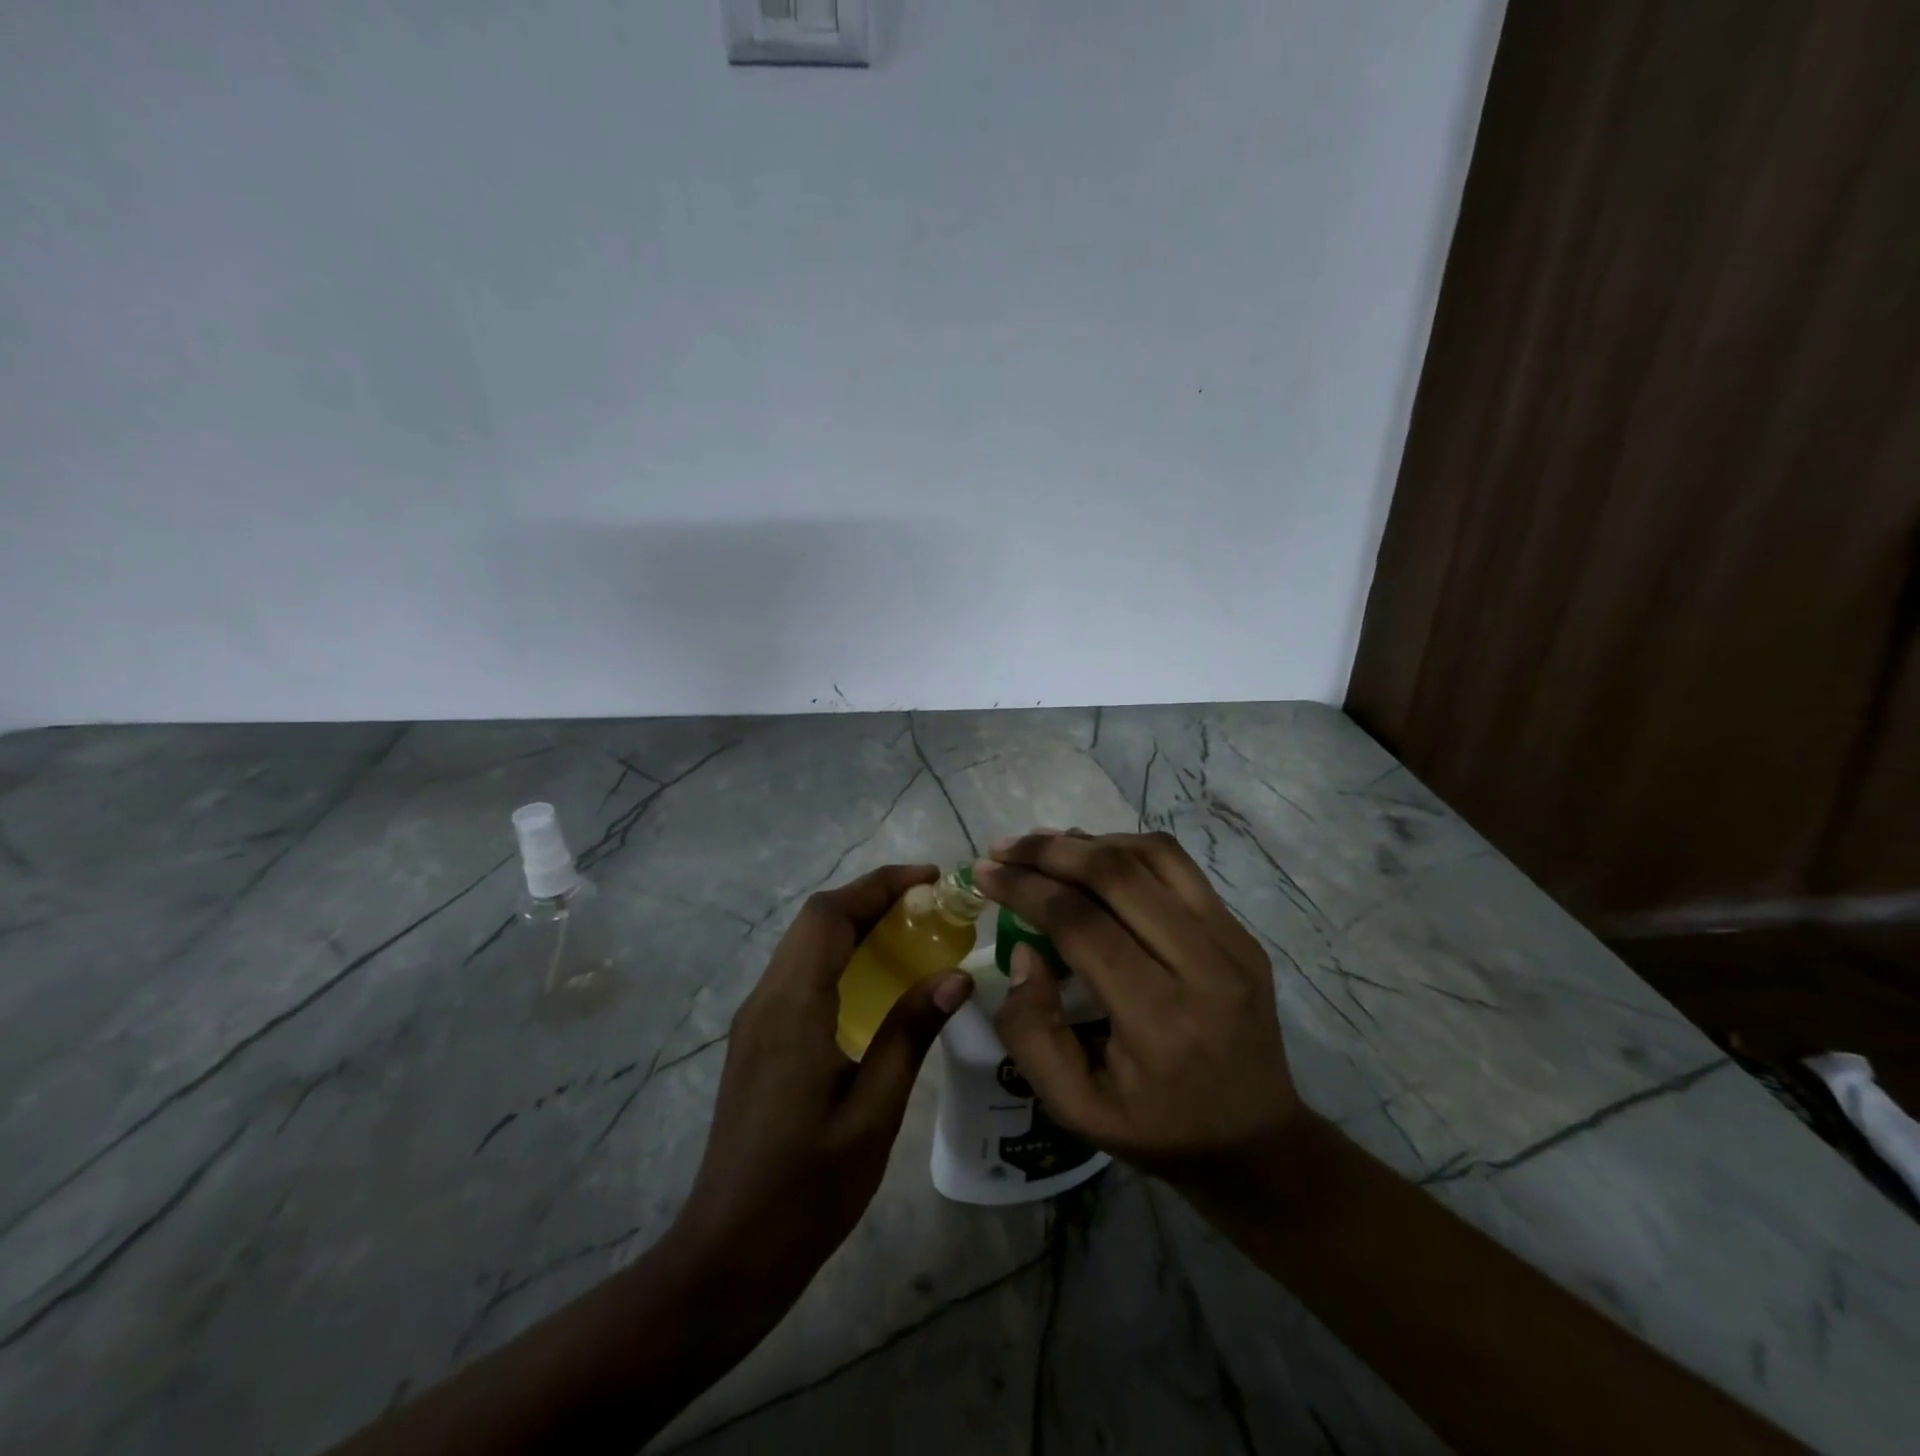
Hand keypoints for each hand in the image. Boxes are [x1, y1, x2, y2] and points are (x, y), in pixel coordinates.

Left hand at [672, 864, 973, 1310]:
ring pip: (804, 943)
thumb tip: (955, 974)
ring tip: (910, 932)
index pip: (831, 915)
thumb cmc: (807, 1189)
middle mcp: (766, 999)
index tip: (931, 879)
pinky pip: (798, 973)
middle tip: (929, 905)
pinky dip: (838, 954)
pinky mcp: (757, 1039)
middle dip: (871, 898)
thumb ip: (910, 1034)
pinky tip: (873, 982)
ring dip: (853, 923)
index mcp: (792, 1007)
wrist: (727, 1255)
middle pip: (815, 920)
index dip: (880, 885)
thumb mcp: (873, 1112)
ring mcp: (755, 1019)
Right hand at [970, 830, 1300, 1195]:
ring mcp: (1232, 943)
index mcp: (1159, 1022)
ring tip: (1044, 847)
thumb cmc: (1157, 1130)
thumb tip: (1024, 951)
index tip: (985, 873)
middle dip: (1049, 852)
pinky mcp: (1242, 933)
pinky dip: (1127, 851)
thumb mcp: (1075, 1108)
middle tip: (1005, 848)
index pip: (1082, 925)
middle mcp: (1203, 968)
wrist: (1256, 1142)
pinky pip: (1178, 868)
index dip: (1026, 889)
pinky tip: (1094, 860)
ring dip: (1090, 842)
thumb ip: (1032, 1032)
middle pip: (1117, 875)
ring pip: (1153, 855)